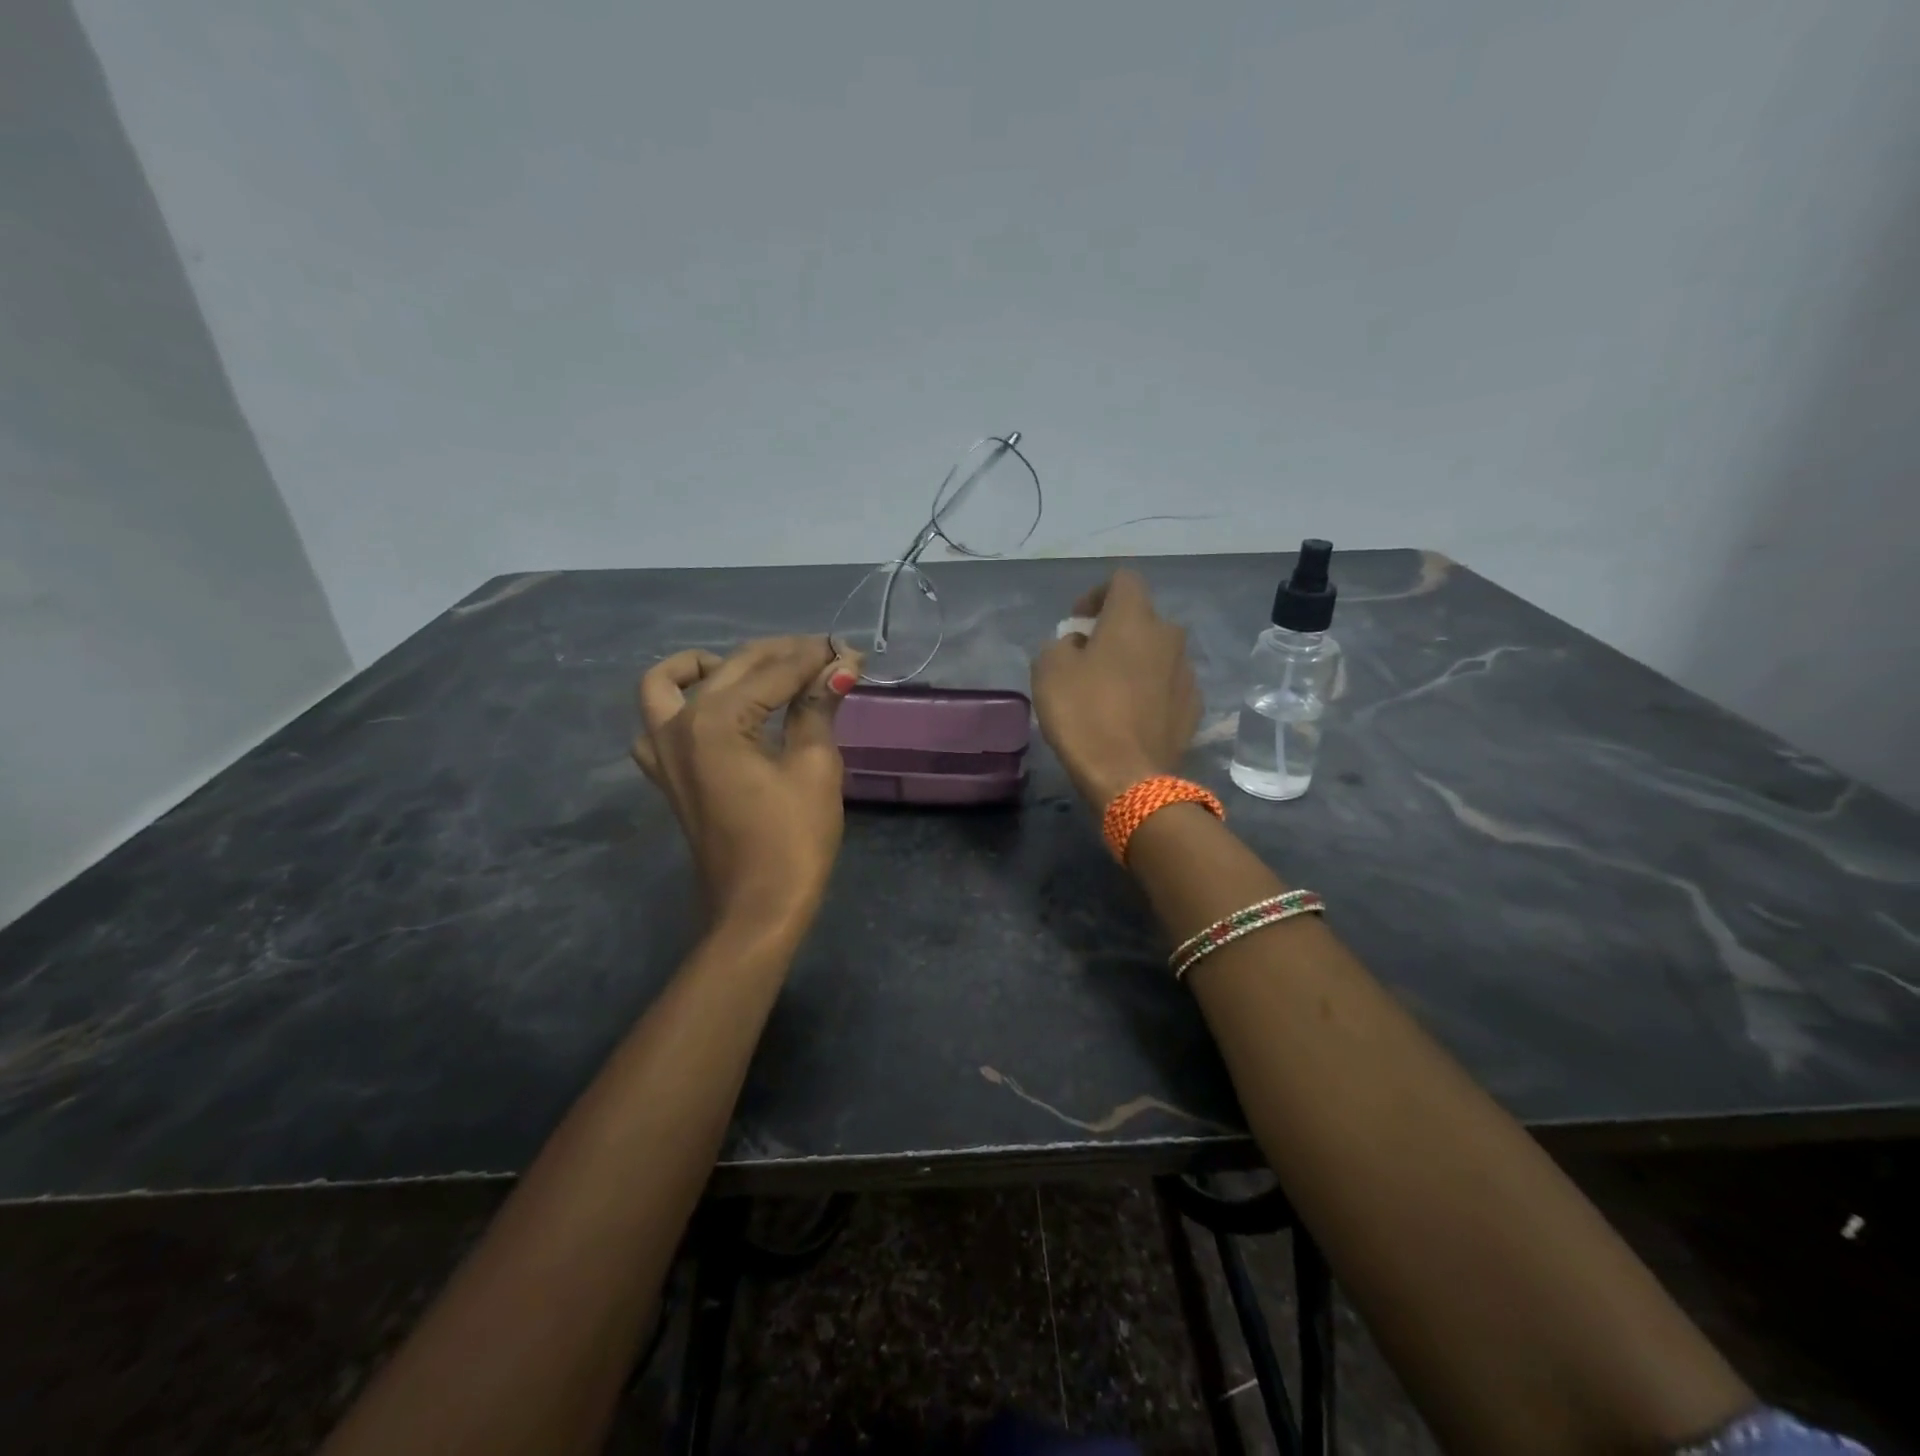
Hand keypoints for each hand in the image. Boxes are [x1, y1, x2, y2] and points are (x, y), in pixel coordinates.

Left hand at [632, 636, 860, 933]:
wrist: (758, 908)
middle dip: (781, 656)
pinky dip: (682, 704)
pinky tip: (719, 714)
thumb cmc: (793, 840)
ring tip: (754, 674)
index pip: (773, 671)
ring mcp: (662, 751)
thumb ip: (817, 708)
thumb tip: (839, 666)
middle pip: (732, 668)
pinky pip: (657, 723)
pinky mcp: (665, 774)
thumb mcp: (815, 767)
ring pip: (670, 684)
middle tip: (826, 657)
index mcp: (715, 721)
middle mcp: (677, 725)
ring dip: (710, 667)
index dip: (815, 657)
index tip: (849, 650)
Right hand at [1031, 570, 1202, 807]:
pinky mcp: (1194, 707)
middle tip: (1089, 658)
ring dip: (1135, 661)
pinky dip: (1150, 690)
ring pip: (1157, 653)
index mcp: (1135, 618)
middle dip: (1116, 630)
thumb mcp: (1048, 669)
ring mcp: (1186, 672)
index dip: (1096, 594)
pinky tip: (1131, 716)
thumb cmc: (1083, 714)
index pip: (1123, 580)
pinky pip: (1167, 685)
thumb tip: (1079, 645)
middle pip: (1142, 618)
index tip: (1077, 622)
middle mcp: (1169, 636)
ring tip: (1111, 690)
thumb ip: (1062, 643)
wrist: (1128, 776)